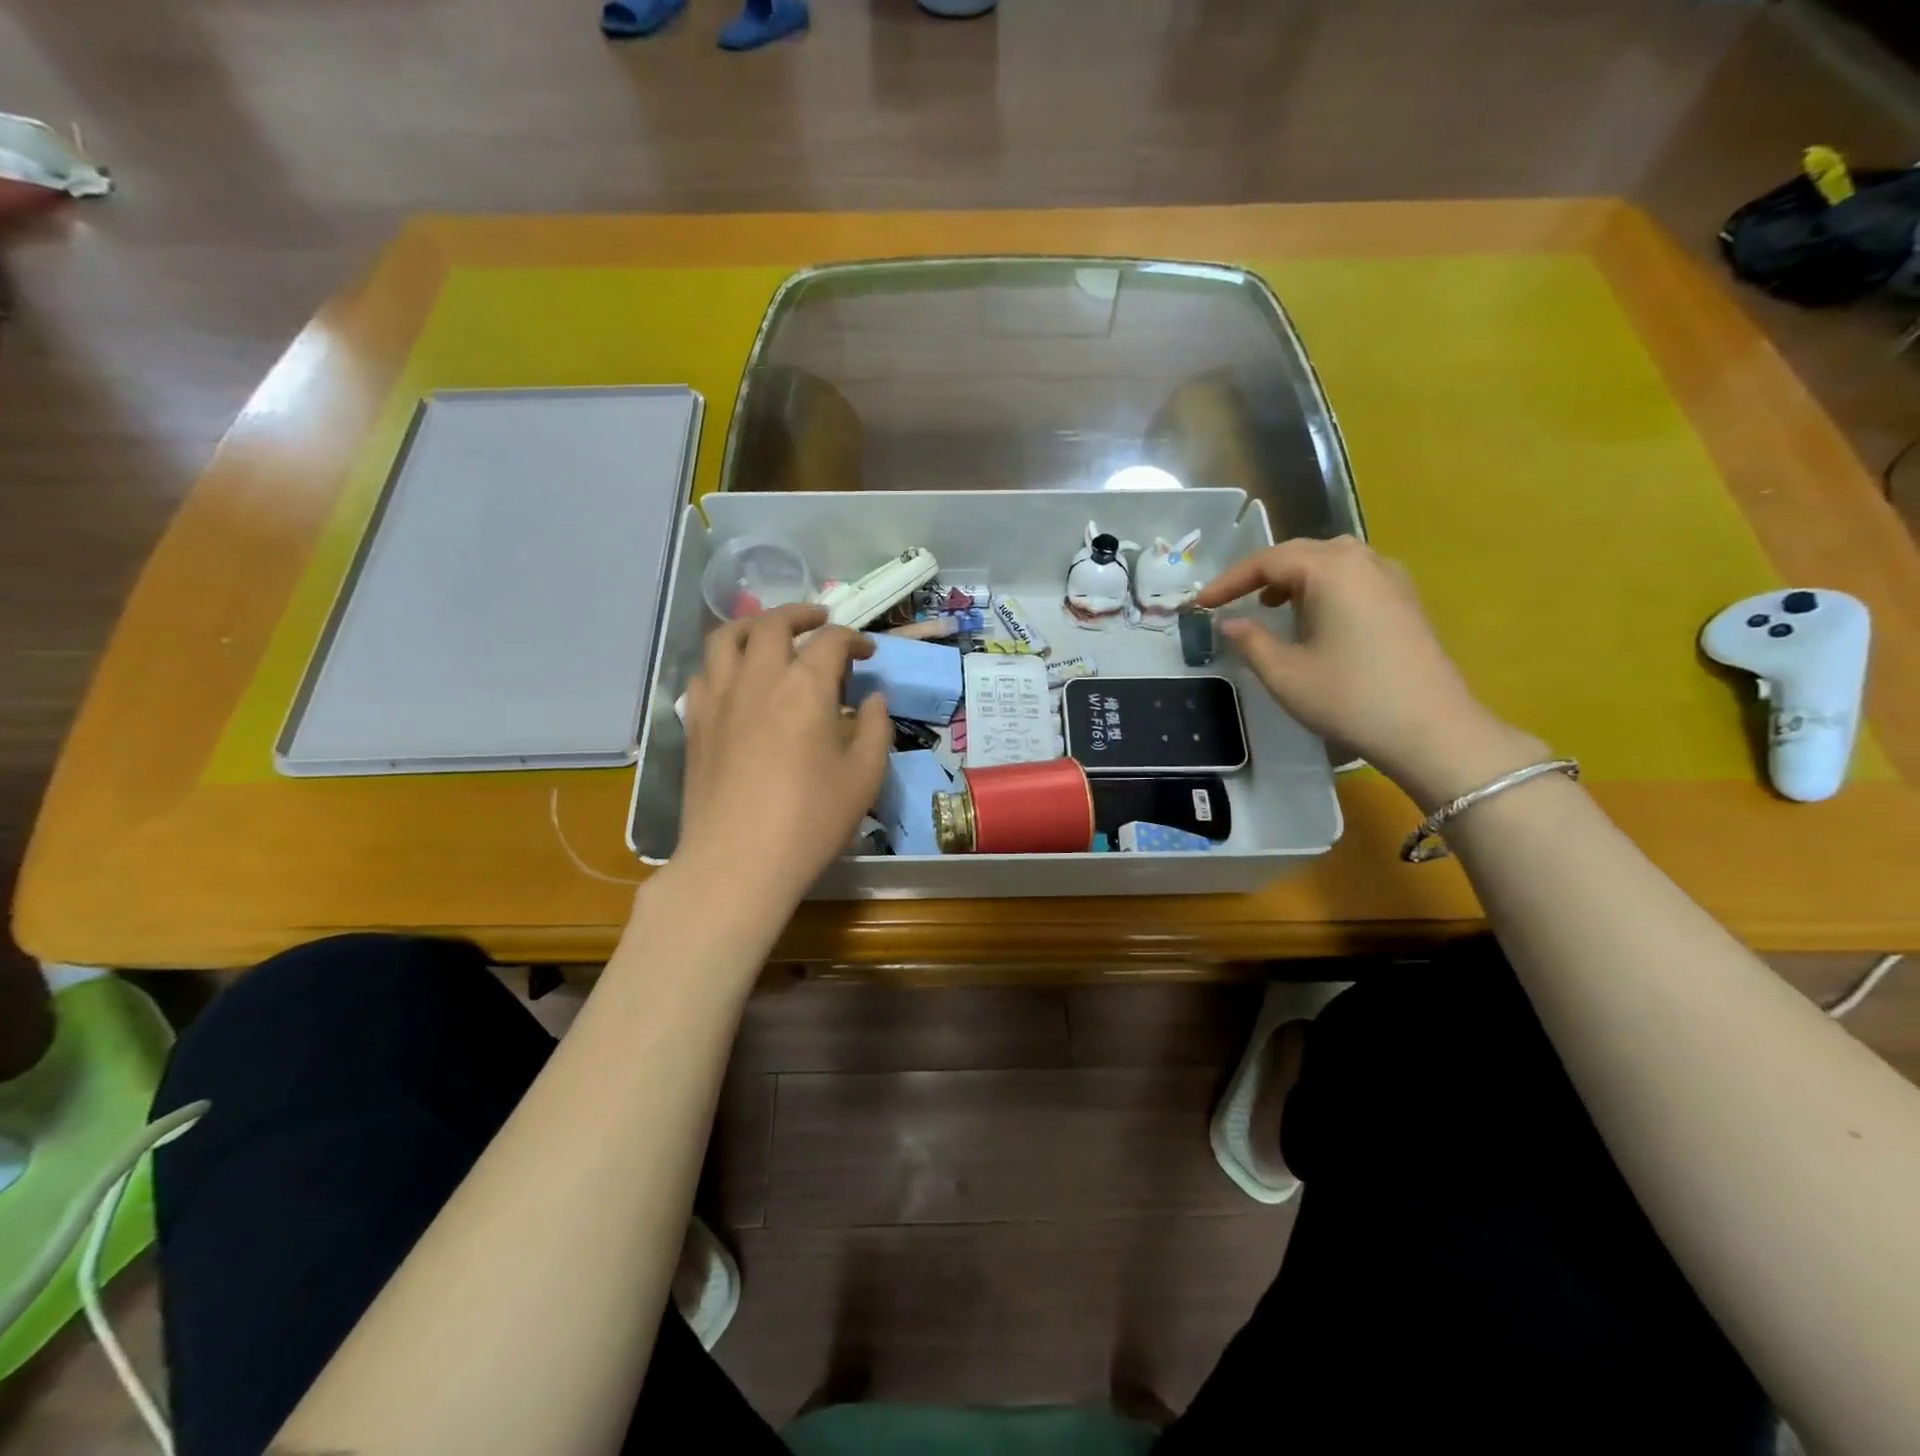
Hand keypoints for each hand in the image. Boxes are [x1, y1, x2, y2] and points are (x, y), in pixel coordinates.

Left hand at [675, 604, 890, 905]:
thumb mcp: (865, 777)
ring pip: (726, 637)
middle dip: (801, 614)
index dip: (853, 639)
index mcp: (806, 686)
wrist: (738, 861)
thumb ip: (876, 729)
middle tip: (820, 621)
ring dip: (752, 625)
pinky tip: (736, 680)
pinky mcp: (695, 722)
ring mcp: (720, 698)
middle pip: (773, 623)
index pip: (831, 640)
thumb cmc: (811, 820)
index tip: (867, 654)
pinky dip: (723, 662)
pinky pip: (704, 673)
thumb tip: (874, 699)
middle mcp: (759, 678)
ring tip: (769, 634)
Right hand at [1196, 537, 1543, 806]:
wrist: (1430, 730)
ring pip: (1330, 561)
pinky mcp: (1403, 601)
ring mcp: (1389, 579)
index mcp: (1331, 570)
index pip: (1267, 561)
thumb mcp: (1284, 673)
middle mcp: (1362, 561)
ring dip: (1293, 577)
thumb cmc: (1349, 698)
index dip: (1228, 581)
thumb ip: (1250, 640)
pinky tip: (1313, 617)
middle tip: (1230, 600)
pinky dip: (1322, 586)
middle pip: (1300, 552)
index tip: (1200, 604)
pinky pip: (1353, 577)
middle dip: (1260, 574)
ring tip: (1269, 604)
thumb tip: (1229, 623)